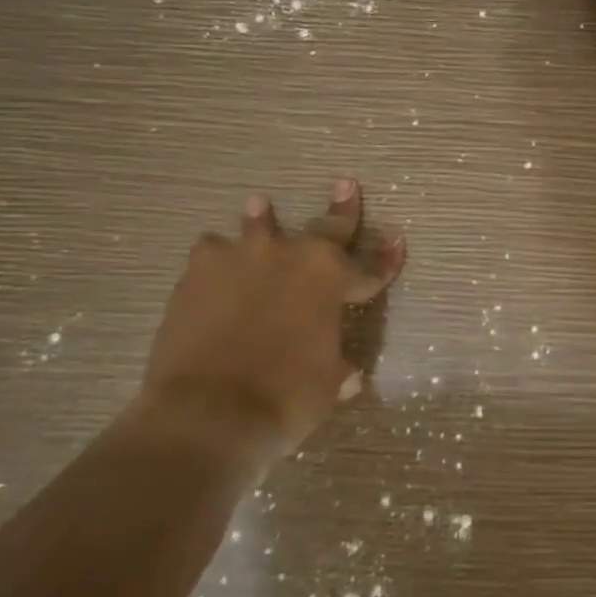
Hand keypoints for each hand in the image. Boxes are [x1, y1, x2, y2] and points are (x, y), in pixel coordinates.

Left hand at [138, 179, 404, 463]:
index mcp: (331, 279)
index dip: (386, 258)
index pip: (370, 268)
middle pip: (325, 228)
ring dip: (262, 219)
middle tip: (346, 185)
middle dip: (341, 209)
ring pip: (257, 226)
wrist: (208, 410)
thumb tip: (349, 375)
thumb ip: (337, 369)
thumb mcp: (327, 386)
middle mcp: (291, 256)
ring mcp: (241, 258)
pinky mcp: (198, 272)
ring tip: (260, 205)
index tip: (397, 239)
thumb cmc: (285, 398)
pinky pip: (210, 253)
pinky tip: (213, 266)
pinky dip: (217, 259)